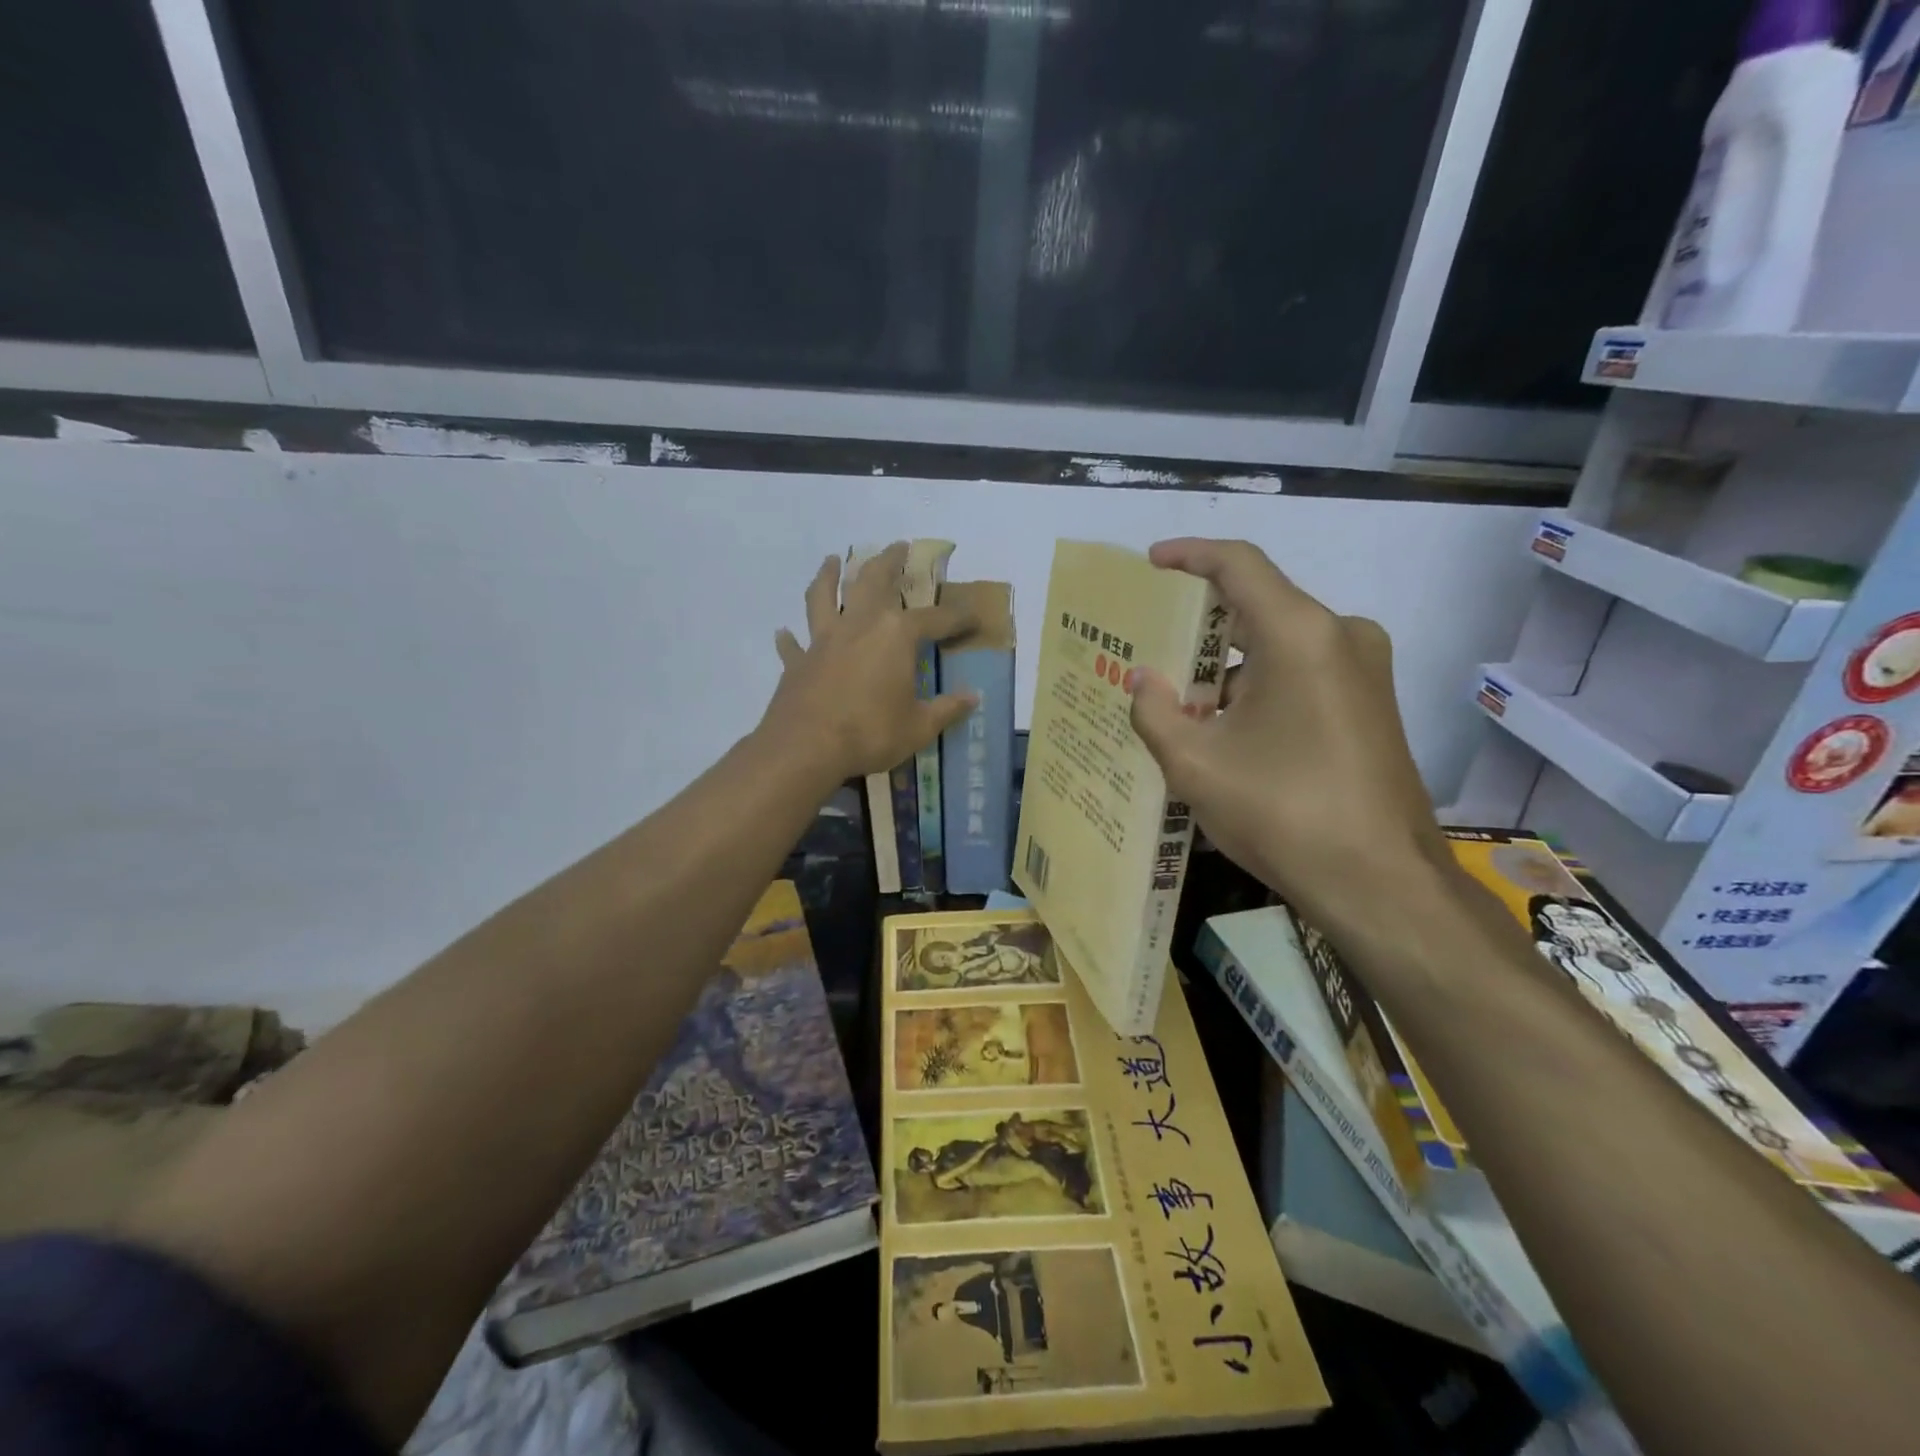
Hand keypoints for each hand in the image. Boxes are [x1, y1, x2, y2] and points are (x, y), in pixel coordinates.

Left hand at [762, 543, 978, 780]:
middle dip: (888, 561)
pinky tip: (784, 632)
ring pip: (823, 596)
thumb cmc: (871, 733)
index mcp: (895, 636)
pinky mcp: (798, 662)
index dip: (957, 617)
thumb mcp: (919, 727)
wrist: (806, 747)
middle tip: (897, 546)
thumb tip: (972, 697)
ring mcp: (823, 641)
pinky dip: (789, 638)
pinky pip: (793, 645)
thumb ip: (947, 709)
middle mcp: (859, 626)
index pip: (935, 619)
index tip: (973, 616)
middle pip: (872, 581)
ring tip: (833, 560)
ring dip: (829, 575)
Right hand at [1127, 538, 1450, 937]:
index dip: (1190, 555)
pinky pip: (1304, 672)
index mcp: (1300, 634)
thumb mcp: (1195, 764)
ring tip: (1177, 703)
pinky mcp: (1371, 703)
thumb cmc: (1281, 812)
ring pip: (1279, 645)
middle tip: (1151, 650)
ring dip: (1228, 667)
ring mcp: (1365, 670)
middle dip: (1200, 628)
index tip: (1152, 563)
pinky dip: (1259, 687)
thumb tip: (1143, 680)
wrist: (1380, 881)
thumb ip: (1154, 711)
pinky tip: (1224, 728)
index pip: (1238, 565)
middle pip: (1258, 606)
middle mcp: (1341, 636)